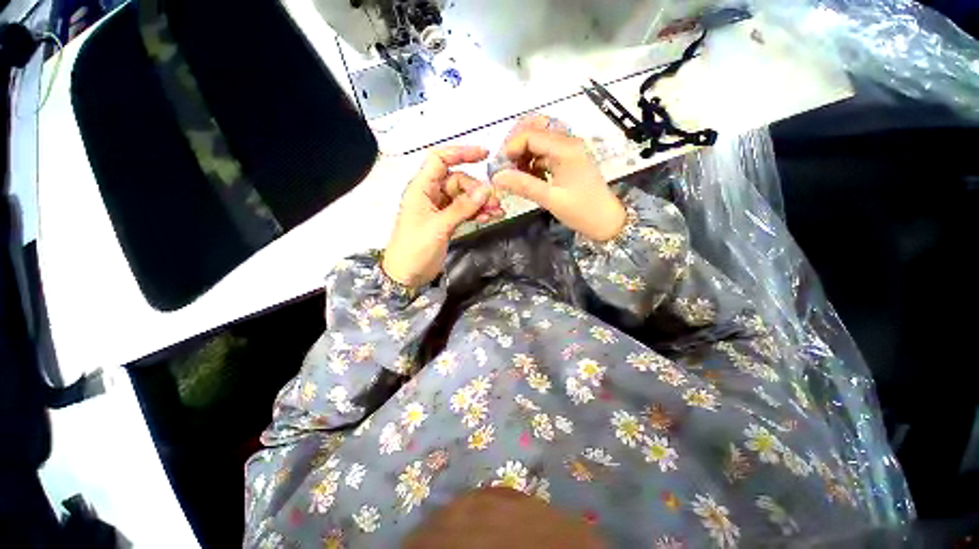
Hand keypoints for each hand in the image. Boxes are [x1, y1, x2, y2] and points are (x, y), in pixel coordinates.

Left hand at [383, 146, 504, 287]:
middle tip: (494, 202)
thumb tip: (487, 189)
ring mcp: (439, 208)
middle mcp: (430, 194)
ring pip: (463, 197)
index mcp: (421, 188)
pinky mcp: (446, 221)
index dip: (460, 153)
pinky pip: (464, 211)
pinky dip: (476, 213)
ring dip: (480, 203)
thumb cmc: (415, 248)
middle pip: (458, 181)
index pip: (440, 160)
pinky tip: (489, 218)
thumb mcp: (440, 226)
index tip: (484, 155)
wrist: (407, 275)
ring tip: (497, 212)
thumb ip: (463, 207)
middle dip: (477, 190)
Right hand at [491, 115, 625, 241]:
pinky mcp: (567, 159)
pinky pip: (544, 151)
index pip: (530, 134)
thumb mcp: (550, 199)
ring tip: (516, 174)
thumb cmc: (582, 211)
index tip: (499, 168)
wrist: (606, 221)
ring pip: (538, 138)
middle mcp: (568, 141)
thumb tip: (496, 177)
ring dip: (523, 152)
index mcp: (566, 148)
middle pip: (535, 127)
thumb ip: (523, 185)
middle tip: (506, 165)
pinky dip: (532, 160)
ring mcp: (568, 149)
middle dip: (516, 144)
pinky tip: (528, 177)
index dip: (510, 148)